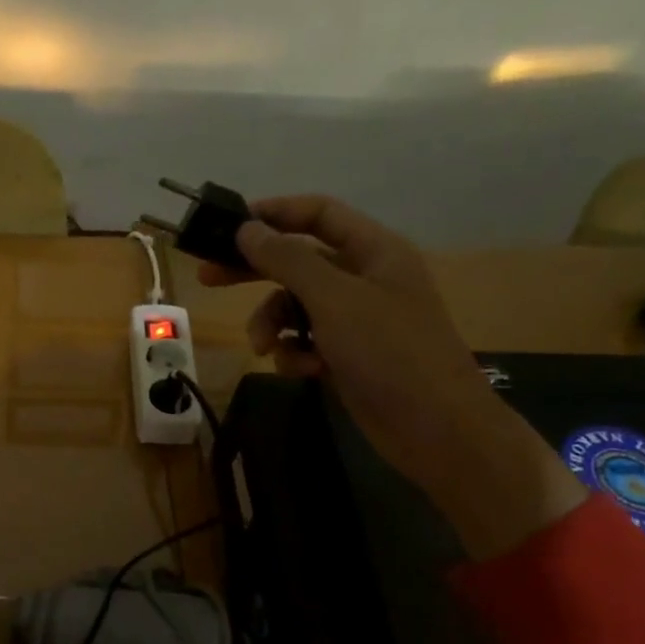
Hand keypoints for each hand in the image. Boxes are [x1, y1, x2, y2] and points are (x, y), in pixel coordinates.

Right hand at [201, 194, 583, 558]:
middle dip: (255, 271)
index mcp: (373, 250)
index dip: (274, 213)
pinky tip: (303, 370)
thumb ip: (287, 260)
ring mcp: (355, 318)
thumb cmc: (390, 352)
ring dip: (273, 324)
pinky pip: (305, 340)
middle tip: (208, 277)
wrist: (436, 430)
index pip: (318, 213)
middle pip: (297, 259)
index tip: (228, 225)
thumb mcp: (334, 299)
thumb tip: (247, 228)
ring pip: (294, 306)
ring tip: (263, 347)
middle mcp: (363, 278)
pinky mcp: (346, 354)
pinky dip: (296, 353)